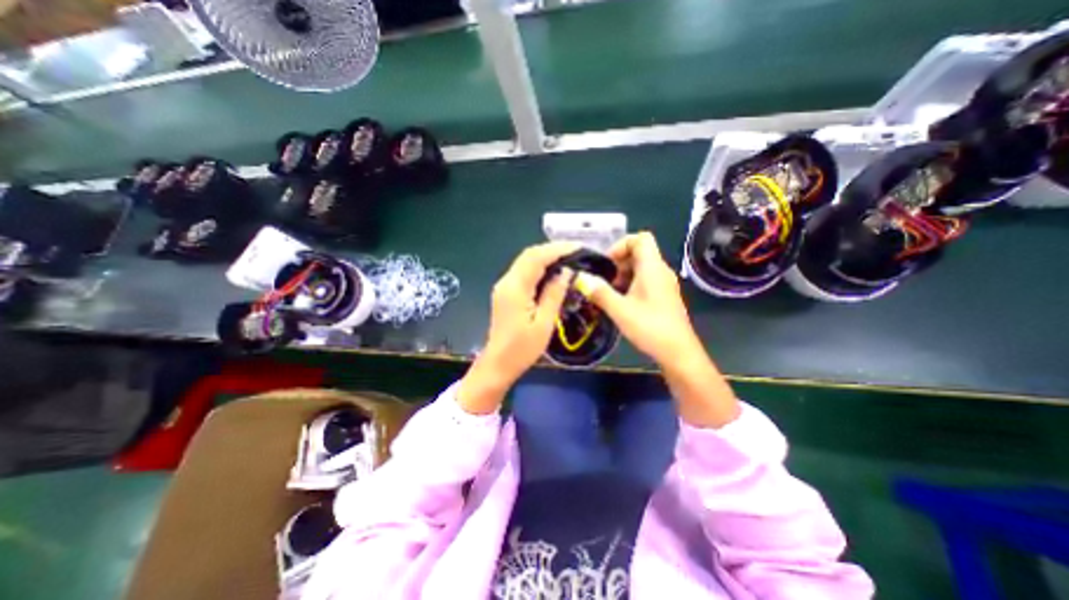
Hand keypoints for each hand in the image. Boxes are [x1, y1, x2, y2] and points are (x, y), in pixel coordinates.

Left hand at [458, 241, 581, 413]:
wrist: (498, 364)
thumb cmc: (522, 349)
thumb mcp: (544, 323)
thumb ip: (554, 294)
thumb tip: (565, 272)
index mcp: (515, 288)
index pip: (536, 258)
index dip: (558, 249)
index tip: (579, 248)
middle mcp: (507, 281)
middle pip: (529, 255)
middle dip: (553, 249)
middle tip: (576, 251)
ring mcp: (504, 286)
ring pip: (526, 261)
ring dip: (546, 257)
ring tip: (568, 258)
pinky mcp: (506, 292)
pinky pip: (524, 272)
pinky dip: (539, 267)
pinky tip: (553, 272)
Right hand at [578, 233, 744, 428]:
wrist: (678, 353)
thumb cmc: (650, 328)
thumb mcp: (620, 310)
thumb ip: (599, 292)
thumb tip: (581, 278)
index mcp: (653, 268)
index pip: (640, 238)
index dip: (621, 245)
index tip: (607, 264)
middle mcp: (661, 271)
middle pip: (639, 252)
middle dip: (618, 262)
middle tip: (604, 280)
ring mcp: (664, 284)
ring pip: (641, 268)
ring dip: (623, 275)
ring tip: (610, 293)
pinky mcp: (664, 296)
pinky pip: (645, 280)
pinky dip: (631, 285)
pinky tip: (621, 303)